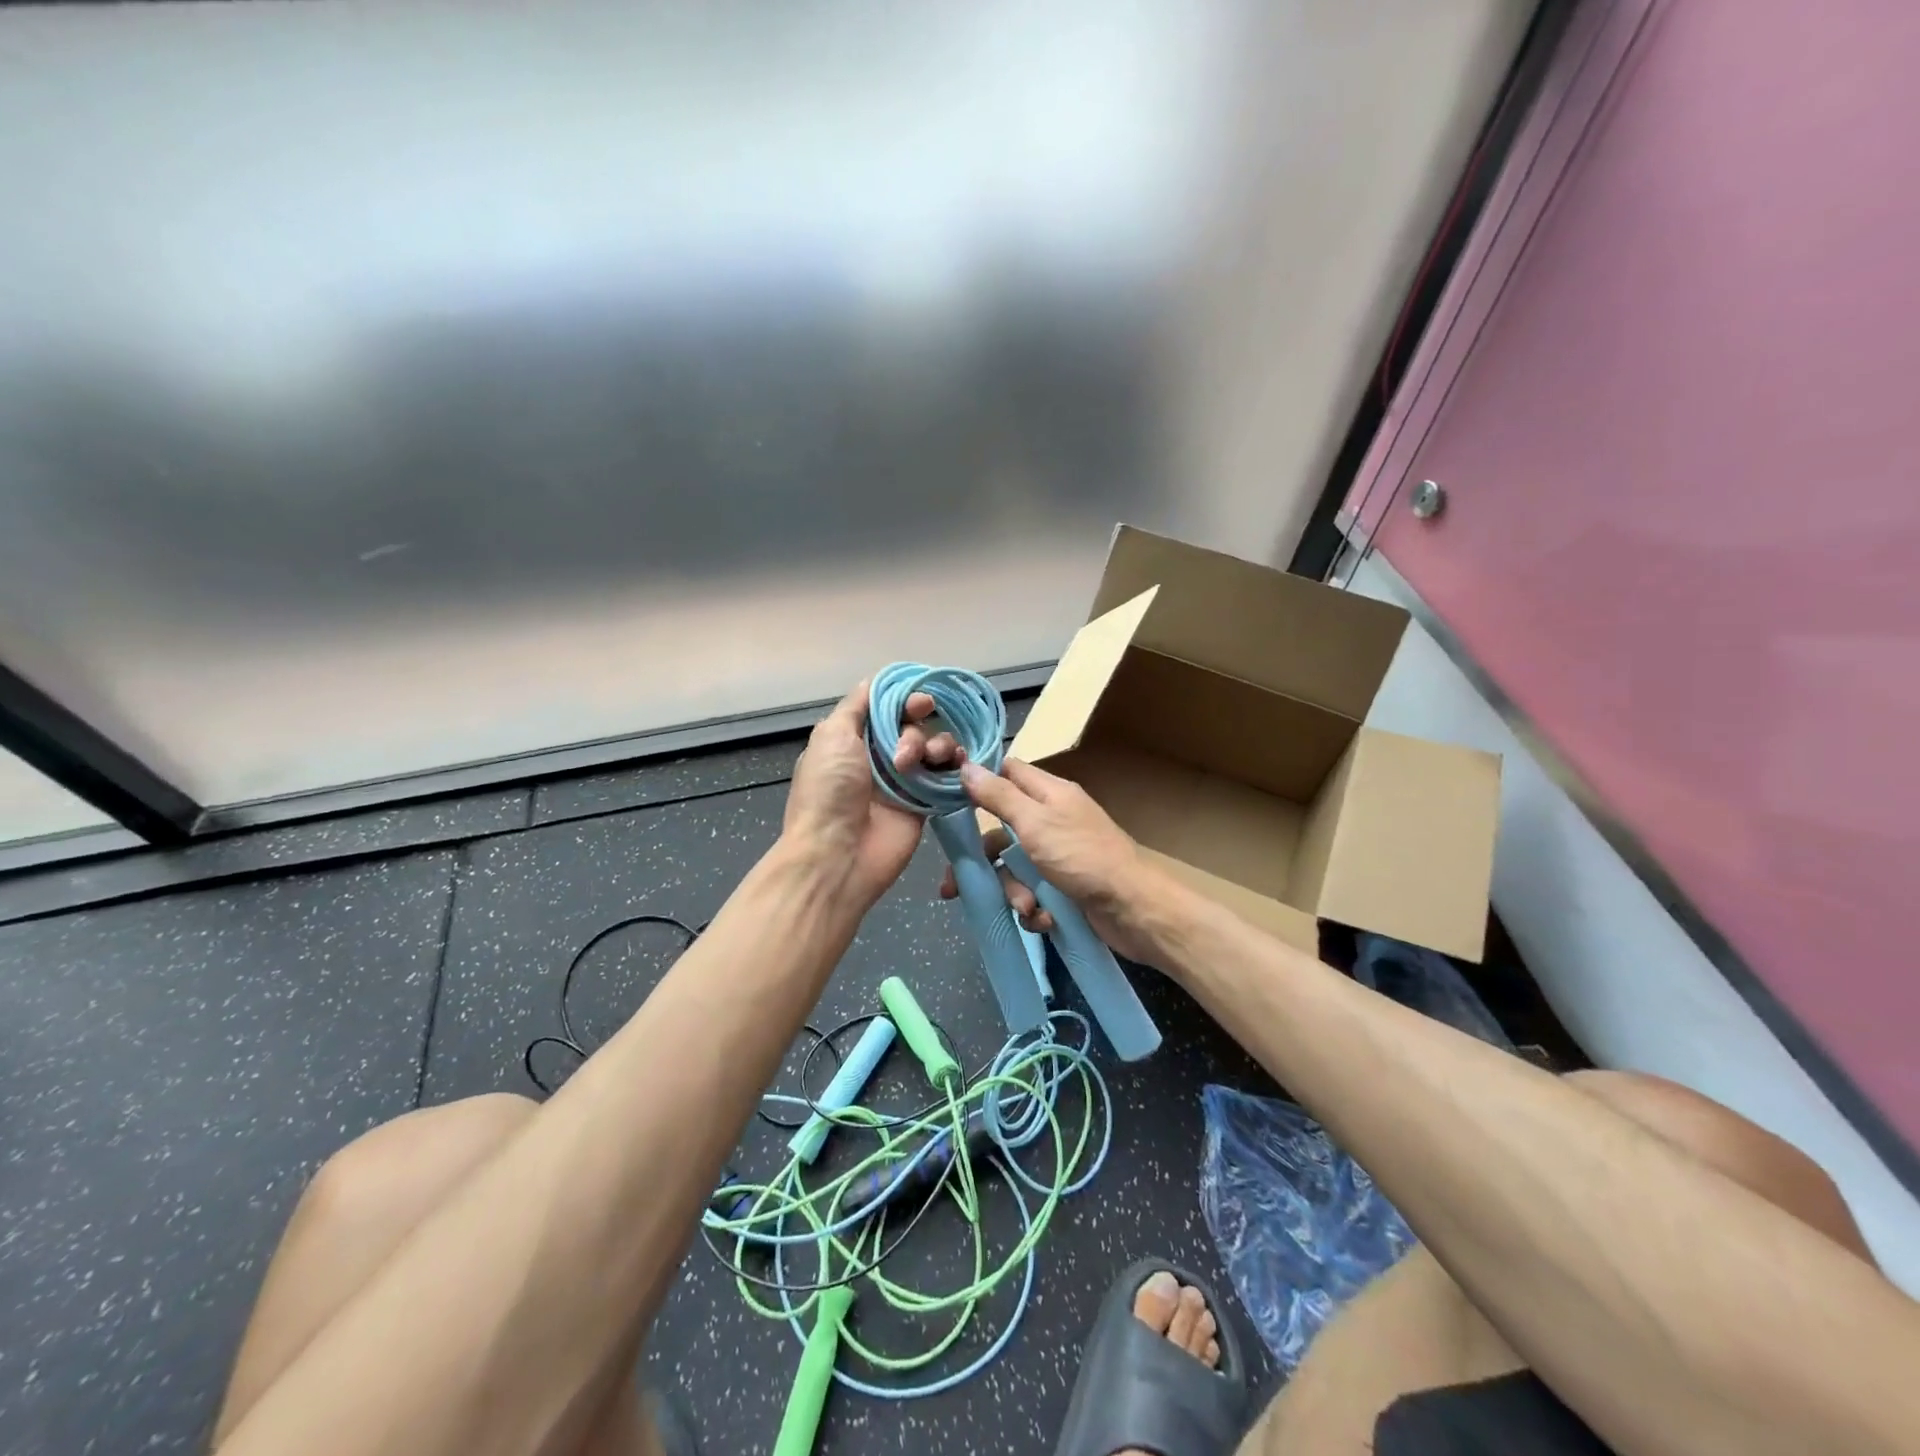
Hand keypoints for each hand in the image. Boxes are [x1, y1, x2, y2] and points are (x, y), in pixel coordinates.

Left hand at [782, 681, 951, 905]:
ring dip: (934, 746)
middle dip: (915, 728)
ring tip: (919, 764)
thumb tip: (876, 681)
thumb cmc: (830, 790)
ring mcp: (904, 781)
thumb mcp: (832, 735)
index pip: (887, 708)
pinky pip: (947, 775)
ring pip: (934, 746)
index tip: (919, 702)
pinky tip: (955, 765)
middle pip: (913, 725)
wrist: (838, 854)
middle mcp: (879, 757)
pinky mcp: (925, 803)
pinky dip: (954, 765)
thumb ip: (857, 705)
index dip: (905, 700)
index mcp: (852, 739)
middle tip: (908, 748)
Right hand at [942, 758, 1171, 963]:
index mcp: (1048, 794)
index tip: (947, 802)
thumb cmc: (1082, 857)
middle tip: (954, 886)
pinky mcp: (1066, 887)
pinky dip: (1035, 909)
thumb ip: (999, 796)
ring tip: (1026, 908)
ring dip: (1014, 892)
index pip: (1006, 773)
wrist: (1134, 910)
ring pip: (1015, 868)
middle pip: (1002, 831)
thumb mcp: (1035, 822)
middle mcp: (1052, 819)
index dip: (977, 783)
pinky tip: (1044, 919)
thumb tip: (966, 765)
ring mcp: (1060, 855)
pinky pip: (1034, 893)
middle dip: (985, 861)